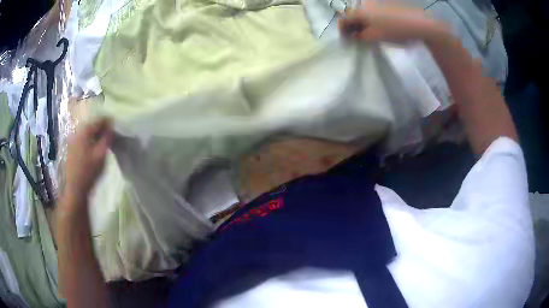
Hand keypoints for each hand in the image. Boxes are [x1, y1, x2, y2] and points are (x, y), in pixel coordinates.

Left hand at [65, 118, 112, 205]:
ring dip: (95, 135)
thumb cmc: (89, 171)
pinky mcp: (71, 148)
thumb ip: (107, 138)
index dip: (109, 122)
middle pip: (92, 125)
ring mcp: (72, 140)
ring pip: (87, 132)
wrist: (75, 188)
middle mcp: (77, 132)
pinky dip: (89, 140)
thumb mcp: (101, 155)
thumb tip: (111, 126)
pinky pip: (82, 139)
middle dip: (101, 128)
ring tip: (102, 142)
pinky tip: (93, 149)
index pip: (99, 120)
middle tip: (110, 136)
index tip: (116, 127)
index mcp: (85, 131)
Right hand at [338, 2, 447, 43]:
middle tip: (355, 38)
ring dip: (361, 24)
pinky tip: (376, 28)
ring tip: (366, 35)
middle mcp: (365, 4)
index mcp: (360, 10)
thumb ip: (360, 37)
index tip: (345, 41)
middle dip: (351, 27)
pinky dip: (370, 20)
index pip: (344, 19)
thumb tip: (353, 36)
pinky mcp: (385, 5)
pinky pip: (372, 12)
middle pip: (352, 15)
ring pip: (363, 13)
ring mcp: (376, 3)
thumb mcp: (375, 37)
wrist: (419, 24)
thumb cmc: (395, 30)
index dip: (342, 31)